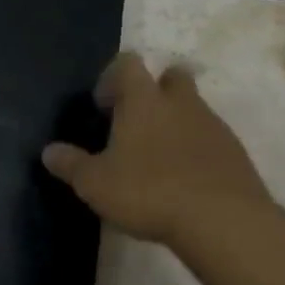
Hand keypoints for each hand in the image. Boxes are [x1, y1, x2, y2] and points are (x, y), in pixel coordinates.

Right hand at [41, 51, 278, 250]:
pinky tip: (185, 182)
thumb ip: (70, 164)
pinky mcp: (236, 153)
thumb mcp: (95, 184)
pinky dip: (197, 151)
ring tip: (159, 161)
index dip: (113, 79)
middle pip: (172, 77)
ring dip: (177, 124)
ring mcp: (214, 126)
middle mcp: (181, 103)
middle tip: (137, 125)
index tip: (103, 108)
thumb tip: (48, 151)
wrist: (223, 221)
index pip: (128, 63)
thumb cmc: (149, 191)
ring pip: (194, 109)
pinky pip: (212, 140)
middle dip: (156, 92)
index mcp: (144, 100)